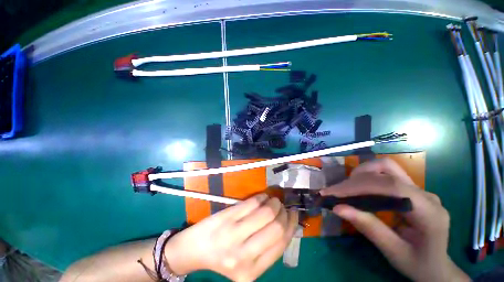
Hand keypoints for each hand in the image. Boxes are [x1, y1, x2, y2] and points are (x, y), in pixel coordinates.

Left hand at [163, 194, 298, 280]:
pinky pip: (251, 203)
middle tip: (282, 206)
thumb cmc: (224, 256)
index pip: (281, 243)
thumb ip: (267, 247)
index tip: (293, 213)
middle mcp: (244, 256)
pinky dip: (261, 197)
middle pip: (276, 227)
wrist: (195, 249)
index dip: (291, 225)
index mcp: (252, 272)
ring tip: (273, 200)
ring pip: (265, 212)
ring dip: (273, 202)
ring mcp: (233, 235)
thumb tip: (287, 223)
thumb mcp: (248, 261)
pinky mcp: (227, 218)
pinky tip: (262, 197)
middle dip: (283, 212)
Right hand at [320, 158, 469, 281]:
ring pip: (385, 167)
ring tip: (345, 190)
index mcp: (429, 212)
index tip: (333, 193)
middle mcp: (425, 194)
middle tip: (336, 192)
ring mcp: (419, 189)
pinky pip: (384, 175)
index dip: (359, 185)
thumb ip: (369, 229)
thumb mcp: (394, 253)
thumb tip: (337, 208)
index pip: (391, 186)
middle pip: (386, 169)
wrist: (438, 267)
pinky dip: (365, 179)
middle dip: (356, 178)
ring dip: (360, 175)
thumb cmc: (419, 265)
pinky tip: (357, 190)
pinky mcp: (410, 190)